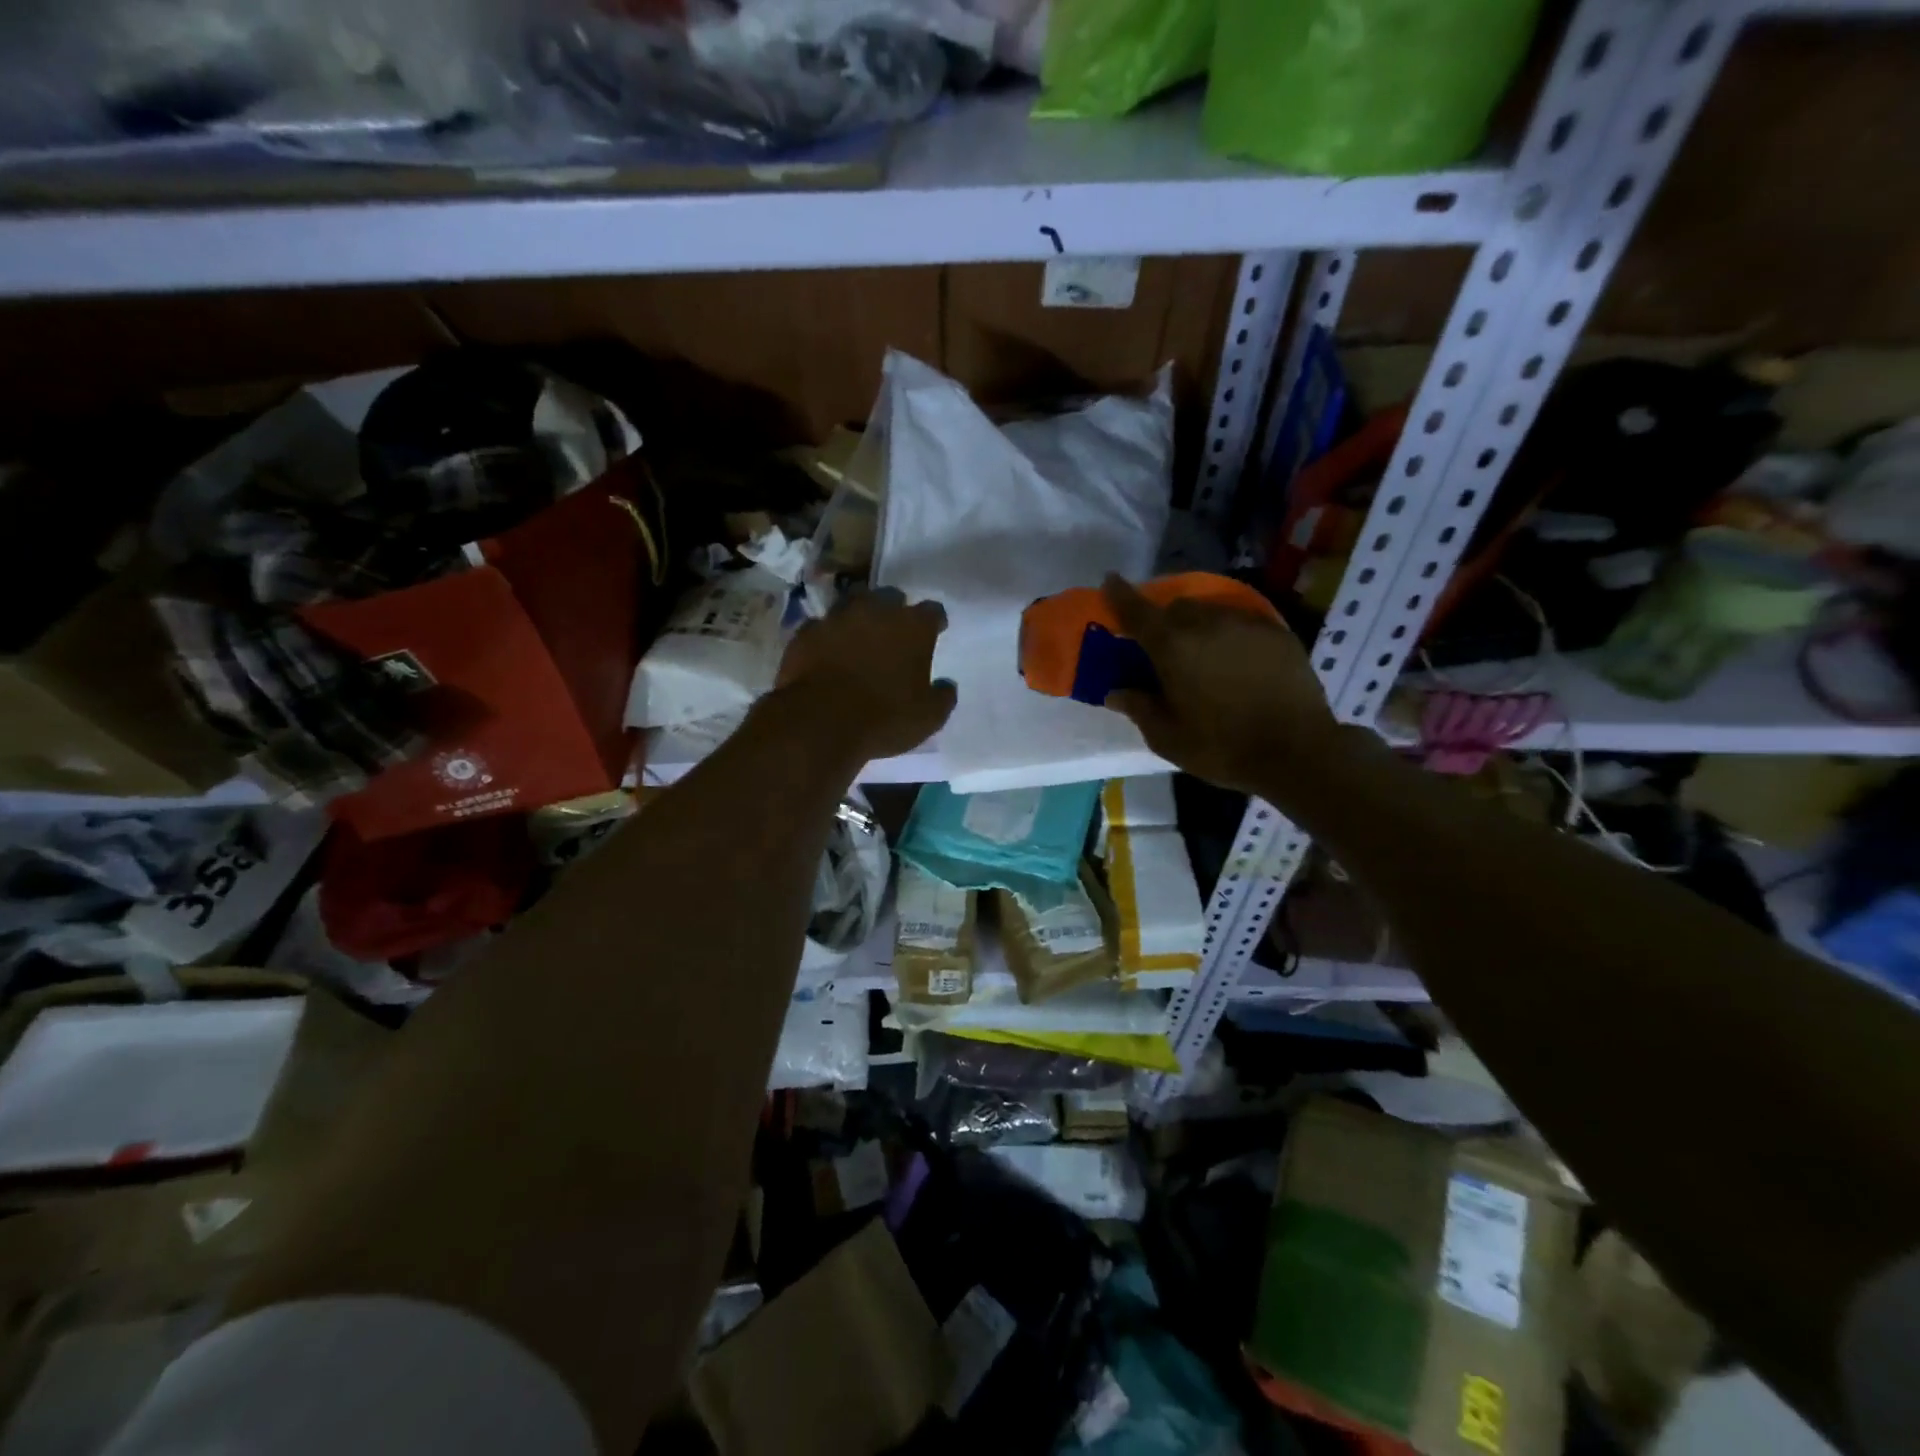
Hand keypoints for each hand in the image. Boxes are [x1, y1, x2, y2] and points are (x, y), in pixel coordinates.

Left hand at [775, 589, 956, 759]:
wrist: (820, 722)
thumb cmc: (885, 718)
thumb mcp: (929, 717)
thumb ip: (943, 696)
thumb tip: (946, 685)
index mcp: (913, 627)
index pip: (933, 611)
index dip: (935, 622)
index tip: (936, 632)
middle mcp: (876, 611)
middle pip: (891, 597)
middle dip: (895, 611)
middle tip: (895, 632)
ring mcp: (837, 618)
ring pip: (852, 604)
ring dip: (859, 617)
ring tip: (859, 636)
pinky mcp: (806, 632)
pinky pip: (821, 627)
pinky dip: (827, 636)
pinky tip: (827, 652)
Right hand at [1100, 574, 1339, 796]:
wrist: (1297, 752)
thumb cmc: (1221, 747)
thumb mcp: (1167, 738)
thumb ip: (1139, 708)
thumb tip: (1115, 692)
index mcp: (1172, 647)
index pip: (1136, 610)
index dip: (1119, 594)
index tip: (1110, 581)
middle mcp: (1206, 623)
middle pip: (1176, 606)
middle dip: (1163, 618)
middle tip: (1161, 644)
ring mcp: (1245, 624)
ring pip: (1210, 610)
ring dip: (1197, 624)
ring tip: (1201, 651)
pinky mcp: (1276, 632)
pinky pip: (1241, 621)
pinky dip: (1229, 633)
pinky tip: (1235, 658)